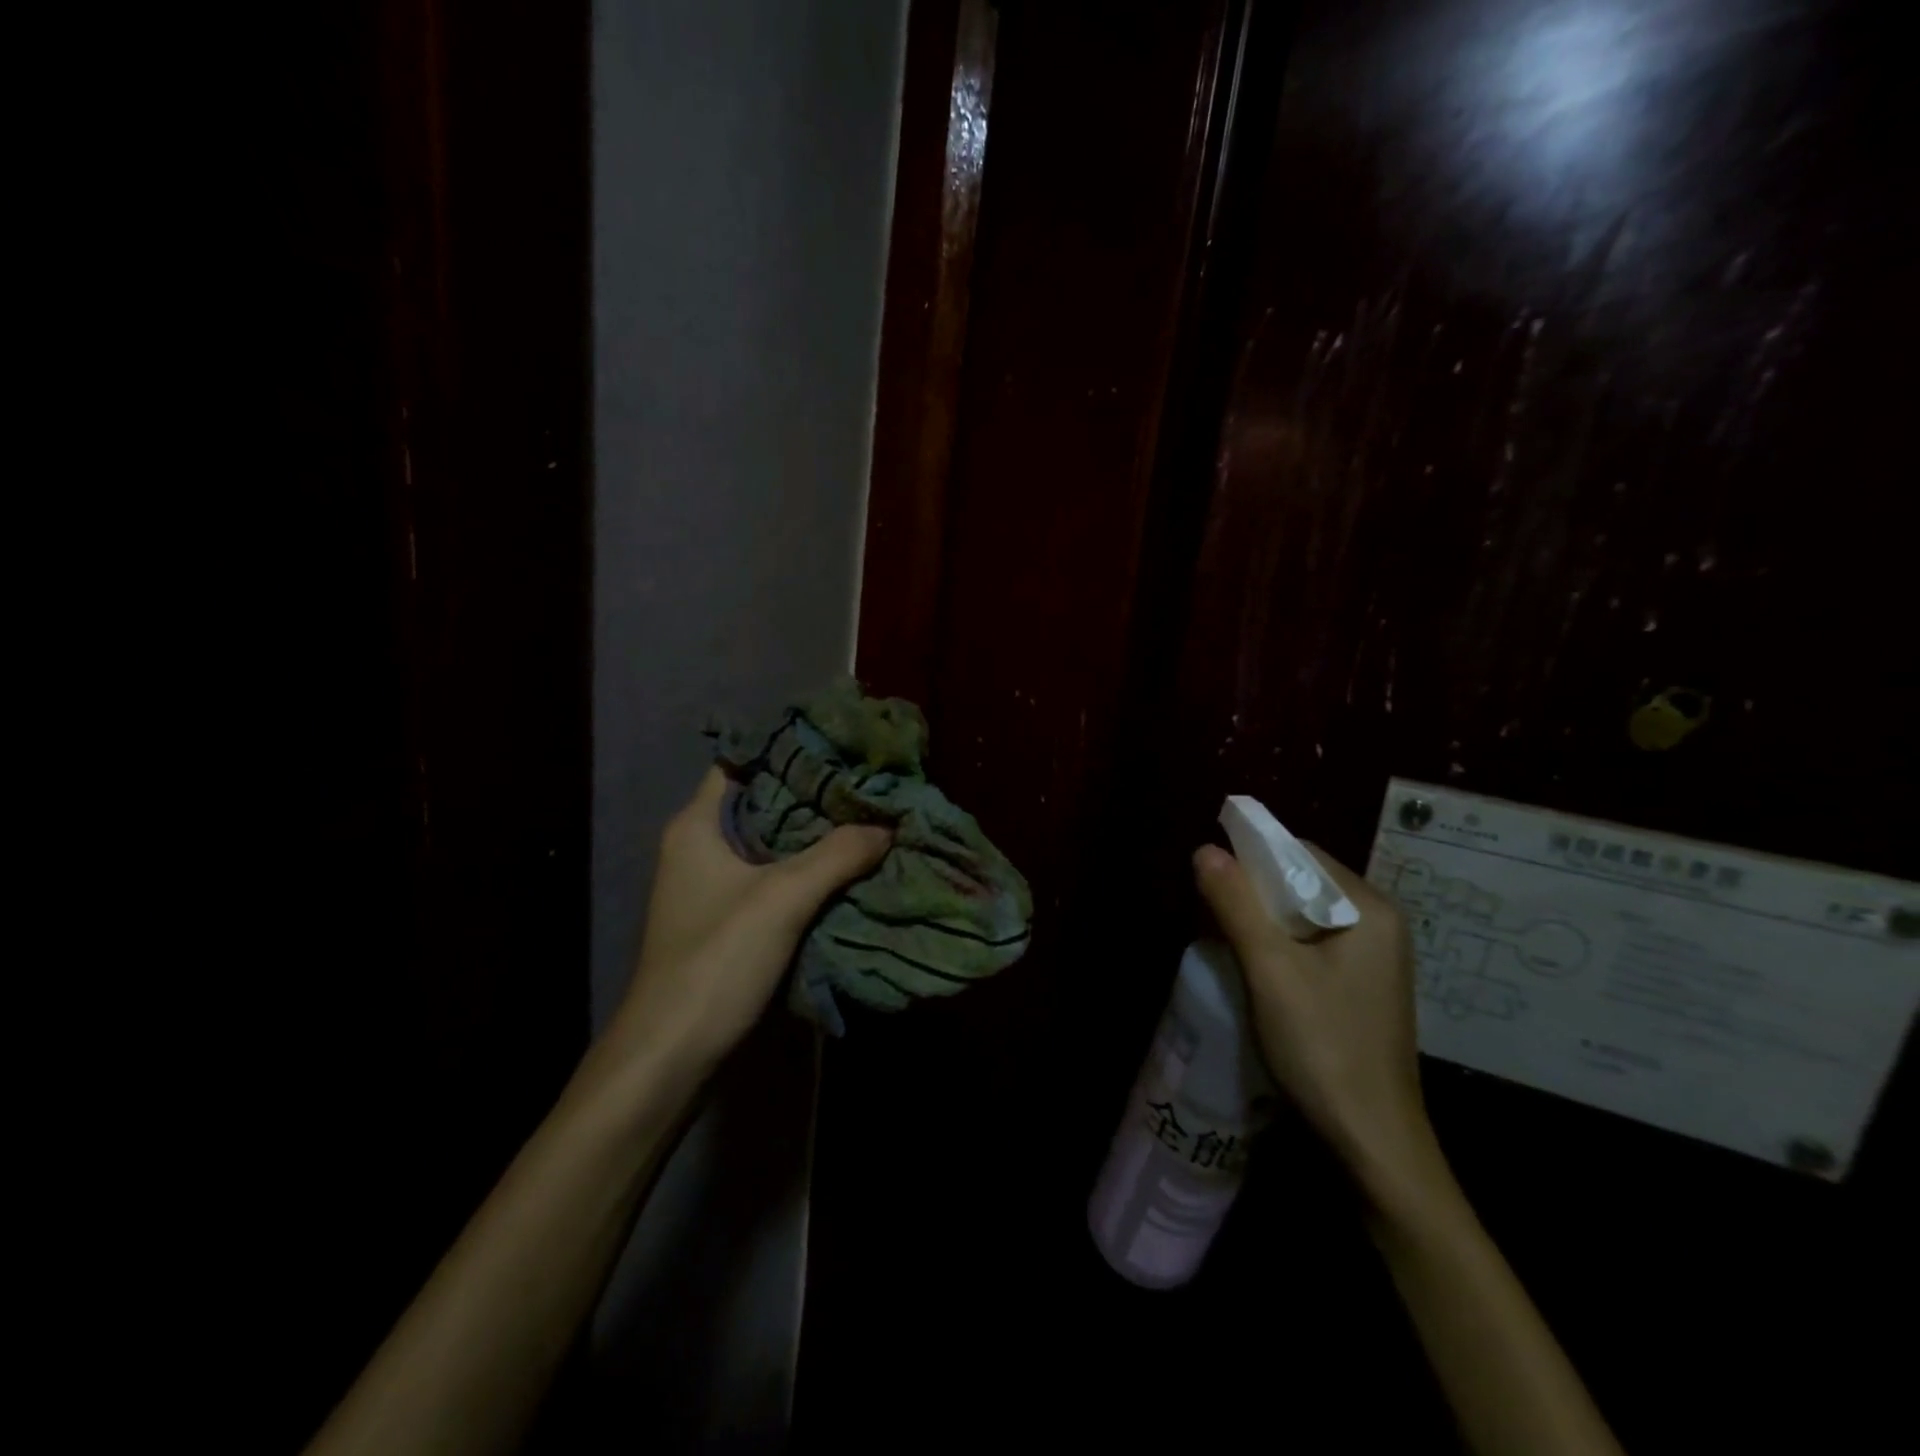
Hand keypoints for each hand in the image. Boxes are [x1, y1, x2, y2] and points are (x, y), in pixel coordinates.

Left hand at [610, 769, 891, 1072]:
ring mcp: (715, 886)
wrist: (672, 1054)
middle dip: (815, 794)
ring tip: (869, 817)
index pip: (741, 763)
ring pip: (774, 844)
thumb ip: (837, 855)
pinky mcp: (731, 920)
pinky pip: (776, 879)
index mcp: (698, 826)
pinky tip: (851, 867)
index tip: (838, 745)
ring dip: (817, 836)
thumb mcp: (782, 898)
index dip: (786, 749)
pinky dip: (810, 871)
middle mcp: (702, 847)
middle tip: (867, 782)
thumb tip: (888, 823)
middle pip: (764, 803)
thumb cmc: (716, 960)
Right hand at [1193, 841, 1439, 1196]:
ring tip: (1224, 938)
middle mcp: (1378, 923)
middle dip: (1254, 891)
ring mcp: (1372, 958)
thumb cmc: (1324, 1048)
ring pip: (1303, 915)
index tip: (1210, 879)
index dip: (1252, 857)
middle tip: (1211, 913)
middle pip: (1303, 882)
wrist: (1372, 1143)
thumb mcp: (1271, 970)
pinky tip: (1253, 967)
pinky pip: (1311, 944)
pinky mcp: (1359, 986)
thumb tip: (1205, 850)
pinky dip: (1278, 945)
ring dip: (1262, 919)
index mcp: (1369, 908)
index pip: (1301, 853)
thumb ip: (1237, 904)